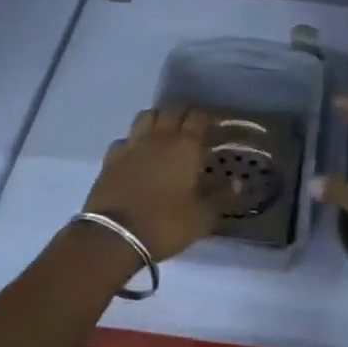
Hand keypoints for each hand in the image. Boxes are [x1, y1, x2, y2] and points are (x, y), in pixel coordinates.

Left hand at [83, 106, 220, 261]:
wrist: (114, 236)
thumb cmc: (165, 223)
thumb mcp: (202, 216)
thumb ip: (221, 195)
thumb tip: (237, 181)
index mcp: (185, 145)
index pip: (199, 116)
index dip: (210, 117)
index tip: (219, 126)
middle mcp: (158, 136)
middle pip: (172, 109)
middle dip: (186, 114)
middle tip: (195, 128)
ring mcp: (131, 145)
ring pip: (147, 116)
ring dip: (159, 119)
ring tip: (167, 134)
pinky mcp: (110, 158)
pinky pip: (126, 138)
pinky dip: (135, 141)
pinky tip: (139, 154)